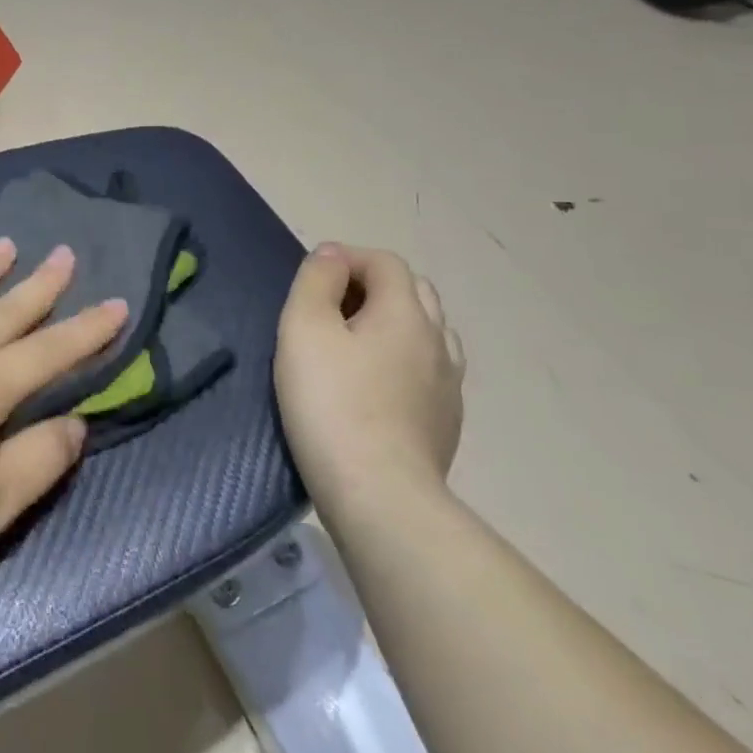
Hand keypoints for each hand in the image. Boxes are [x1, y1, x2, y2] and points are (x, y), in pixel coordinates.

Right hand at [275, 243, 465, 503]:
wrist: (380, 495)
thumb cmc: (332, 403)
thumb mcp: (304, 328)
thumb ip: (316, 281)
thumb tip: (332, 256)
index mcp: (406, 312)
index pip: (385, 262)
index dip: (348, 259)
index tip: (313, 279)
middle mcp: (437, 339)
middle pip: (412, 291)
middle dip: (372, 286)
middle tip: (331, 309)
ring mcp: (448, 384)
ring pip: (426, 331)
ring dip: (392, 324)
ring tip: (355, 346)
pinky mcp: (446, 421)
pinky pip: (428, 370)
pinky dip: (403, 360)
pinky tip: (376, 386)